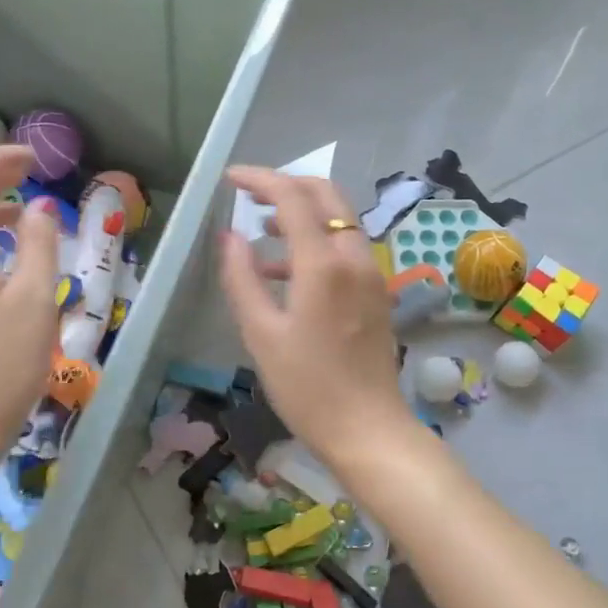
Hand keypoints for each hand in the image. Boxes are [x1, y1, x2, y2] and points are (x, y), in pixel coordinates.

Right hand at [217, 166, 414, 467]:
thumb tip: (230, 236)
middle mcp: (355, 258)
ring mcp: (372, 274)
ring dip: (302, 213)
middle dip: (287, 185)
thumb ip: (242, 278)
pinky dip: (316, 242)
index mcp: (324, 264)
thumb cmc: (307, 387)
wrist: (368, 429)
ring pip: (339, 220)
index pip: (292, 197)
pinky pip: (346, 248)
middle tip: (250, 194)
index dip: (260, 179)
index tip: (230, 178)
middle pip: (326, 196)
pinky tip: (285, 270)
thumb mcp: (261, 334)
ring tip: (260, 229)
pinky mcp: (376, 292)